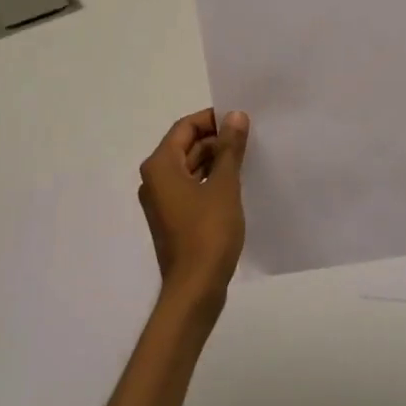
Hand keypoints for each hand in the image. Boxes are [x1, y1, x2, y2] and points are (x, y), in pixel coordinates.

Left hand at [138, 108, 249, 312]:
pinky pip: (192, 187)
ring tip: (248, 156)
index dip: (212, 119)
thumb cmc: (208, 233)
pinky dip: (211, 180)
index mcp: (160, 166)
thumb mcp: (224, 186)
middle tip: (250, 136)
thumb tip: (236, 116)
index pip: (185, 127)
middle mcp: (155, 179)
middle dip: (216, 139)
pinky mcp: (173, 219)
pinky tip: (237, 182)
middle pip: (185, 146)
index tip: (240, 118)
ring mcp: (162, 201)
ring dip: (215, 160)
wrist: (195, 289)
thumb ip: (230, 149)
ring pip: (190, 168)